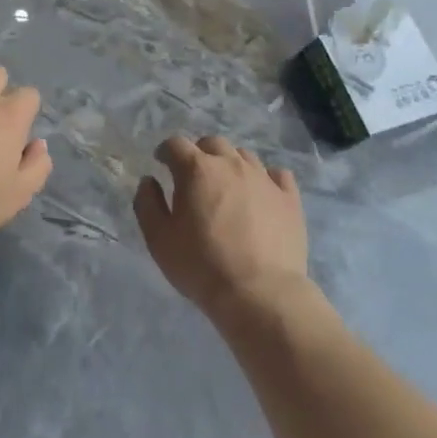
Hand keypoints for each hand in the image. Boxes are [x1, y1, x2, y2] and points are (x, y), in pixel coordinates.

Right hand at [134, 136, 308, 321]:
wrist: (259, 293)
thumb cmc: (201, 265)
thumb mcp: (159, 239)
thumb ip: (147, 204)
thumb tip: (149, 181)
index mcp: (197, 169)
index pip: (176, 144)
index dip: (165, 151)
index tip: (161, 163)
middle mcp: (231, 164)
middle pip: (212, 143)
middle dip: (199, 153)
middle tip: (194, 176)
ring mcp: (264, 178)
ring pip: (244, 156)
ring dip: (230, 164)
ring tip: (227, 187)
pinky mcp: (289, 198)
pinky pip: (277, 175)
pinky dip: (265, 178)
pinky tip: (261, 194)